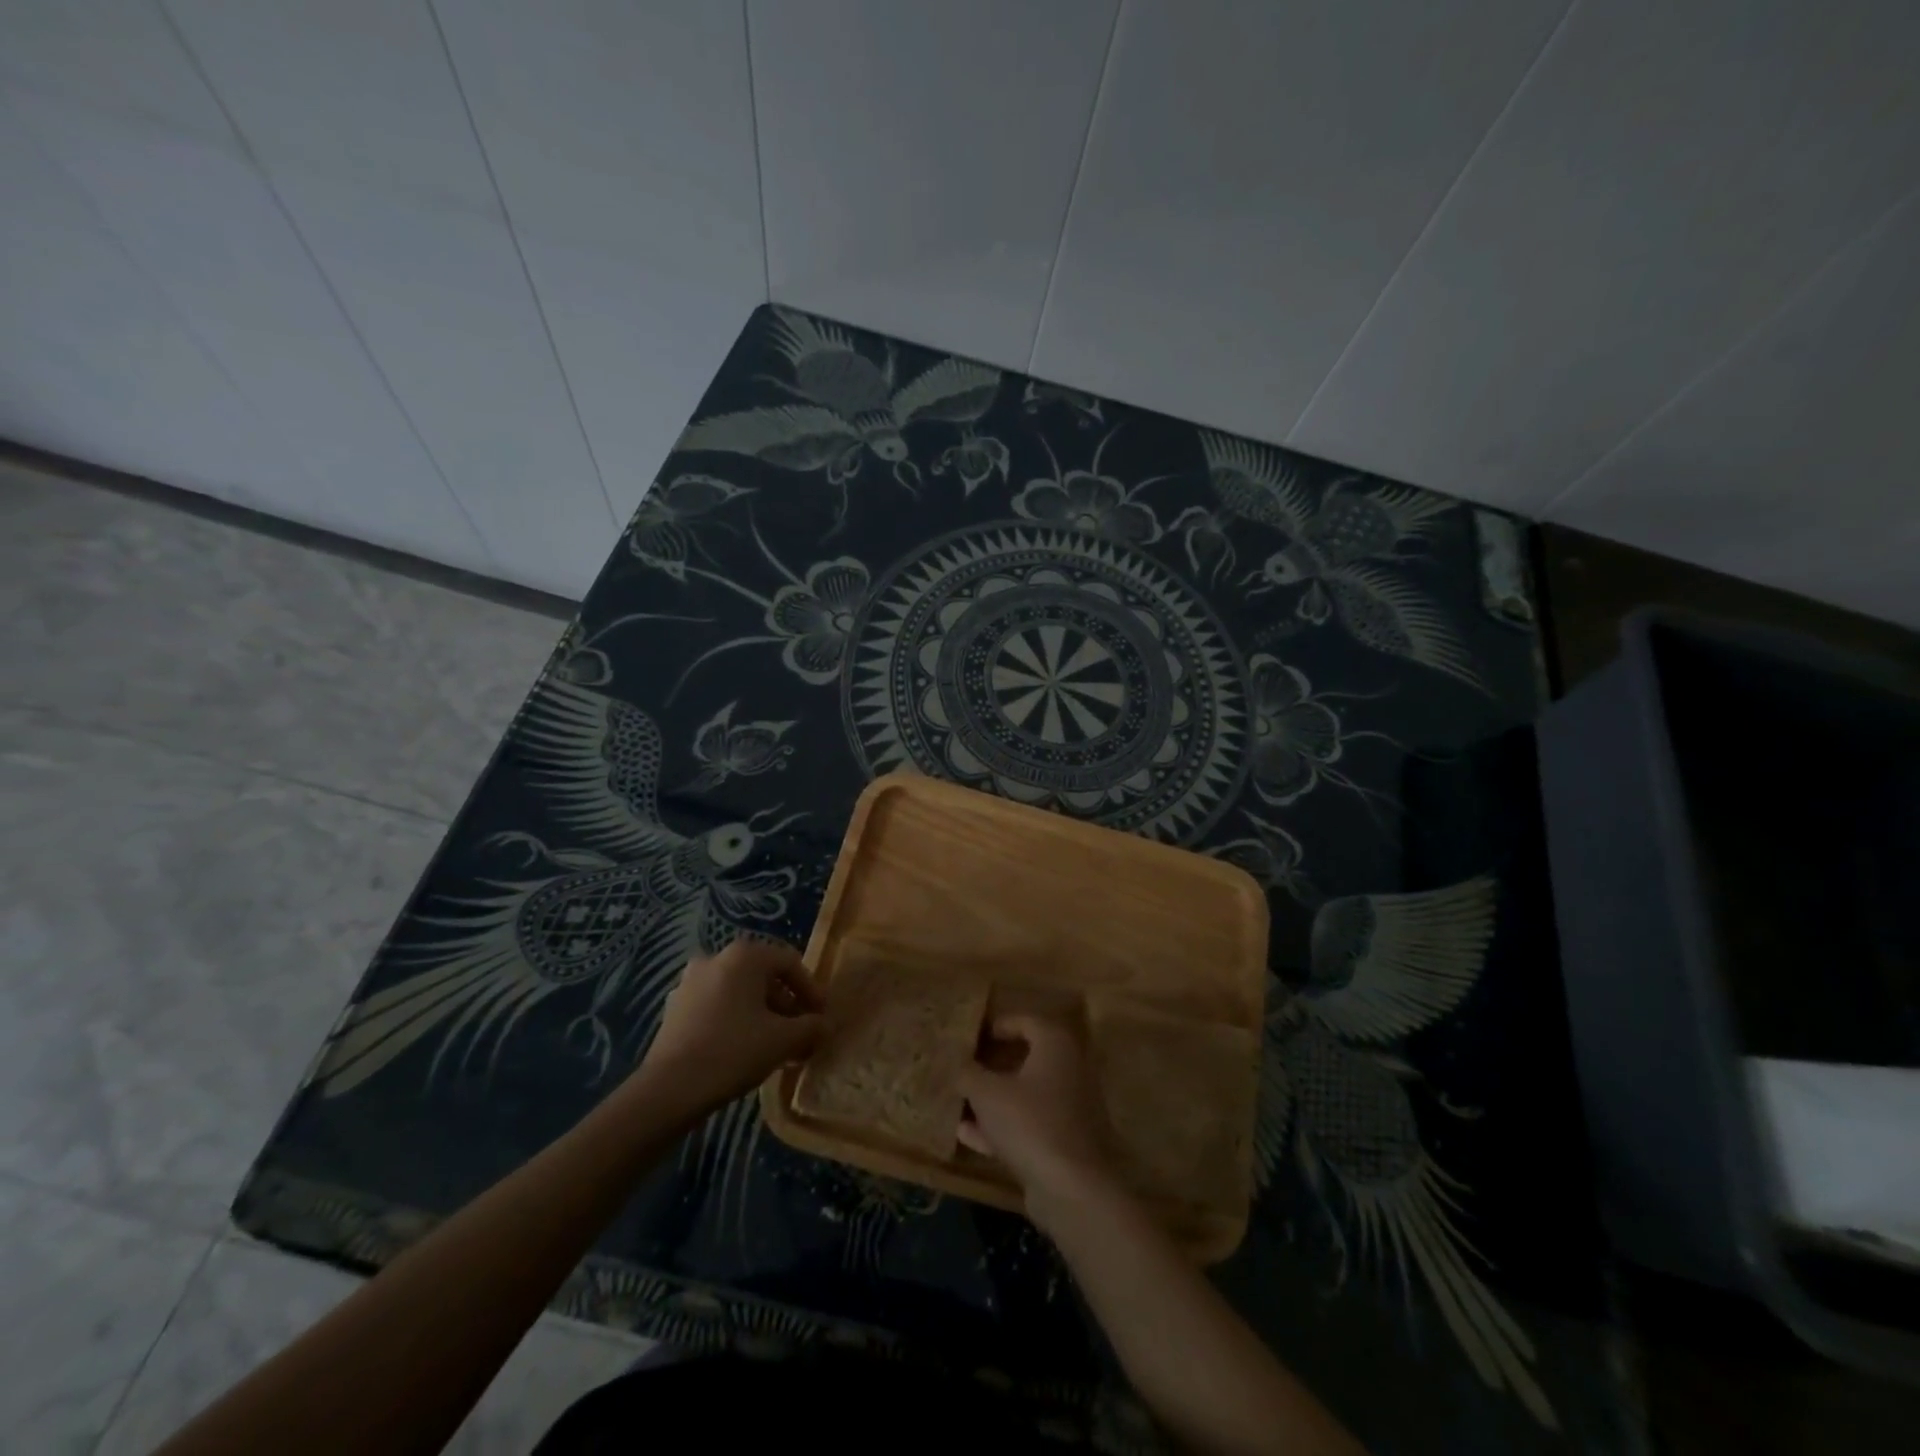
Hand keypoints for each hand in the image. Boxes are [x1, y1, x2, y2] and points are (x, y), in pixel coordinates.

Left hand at [636, 939, 822, 1113]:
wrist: (668, 1090)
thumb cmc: (733, 1052)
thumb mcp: (783, 1040)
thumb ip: (811, 1028)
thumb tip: (826, 1025)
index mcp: (745, 955)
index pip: (790, 963)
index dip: (812, 991)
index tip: (821, 1019)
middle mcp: (716, 957)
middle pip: (764, 976)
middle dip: (787, 1005)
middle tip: (801, 1035)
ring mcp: (691, 981)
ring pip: (740, 992)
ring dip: (763, 1015)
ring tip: (777, 1046)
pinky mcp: (676, 1007)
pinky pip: (718, 1005)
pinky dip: (737, 1020)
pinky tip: (746, 1050)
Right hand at [959, 1014, 1116, 1222]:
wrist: (1071, 1188)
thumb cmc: (1029, 1122)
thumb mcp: (987, 1093)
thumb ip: (968, 1073)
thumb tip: (957, 1063)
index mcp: (1055, 1045)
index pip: (1027, 1022)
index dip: (999, 1025)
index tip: (975, 1034)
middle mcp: (1069, 1070)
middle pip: (1027, 1059)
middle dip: (994, 1064)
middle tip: (966, 1066)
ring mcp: (1070, 1108)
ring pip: (1026, 1095)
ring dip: (994, 1099)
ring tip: (960, 1102)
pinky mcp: (1065, 1142)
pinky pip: (1029, 1125)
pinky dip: (1002, 1127)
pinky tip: (968, 1136)